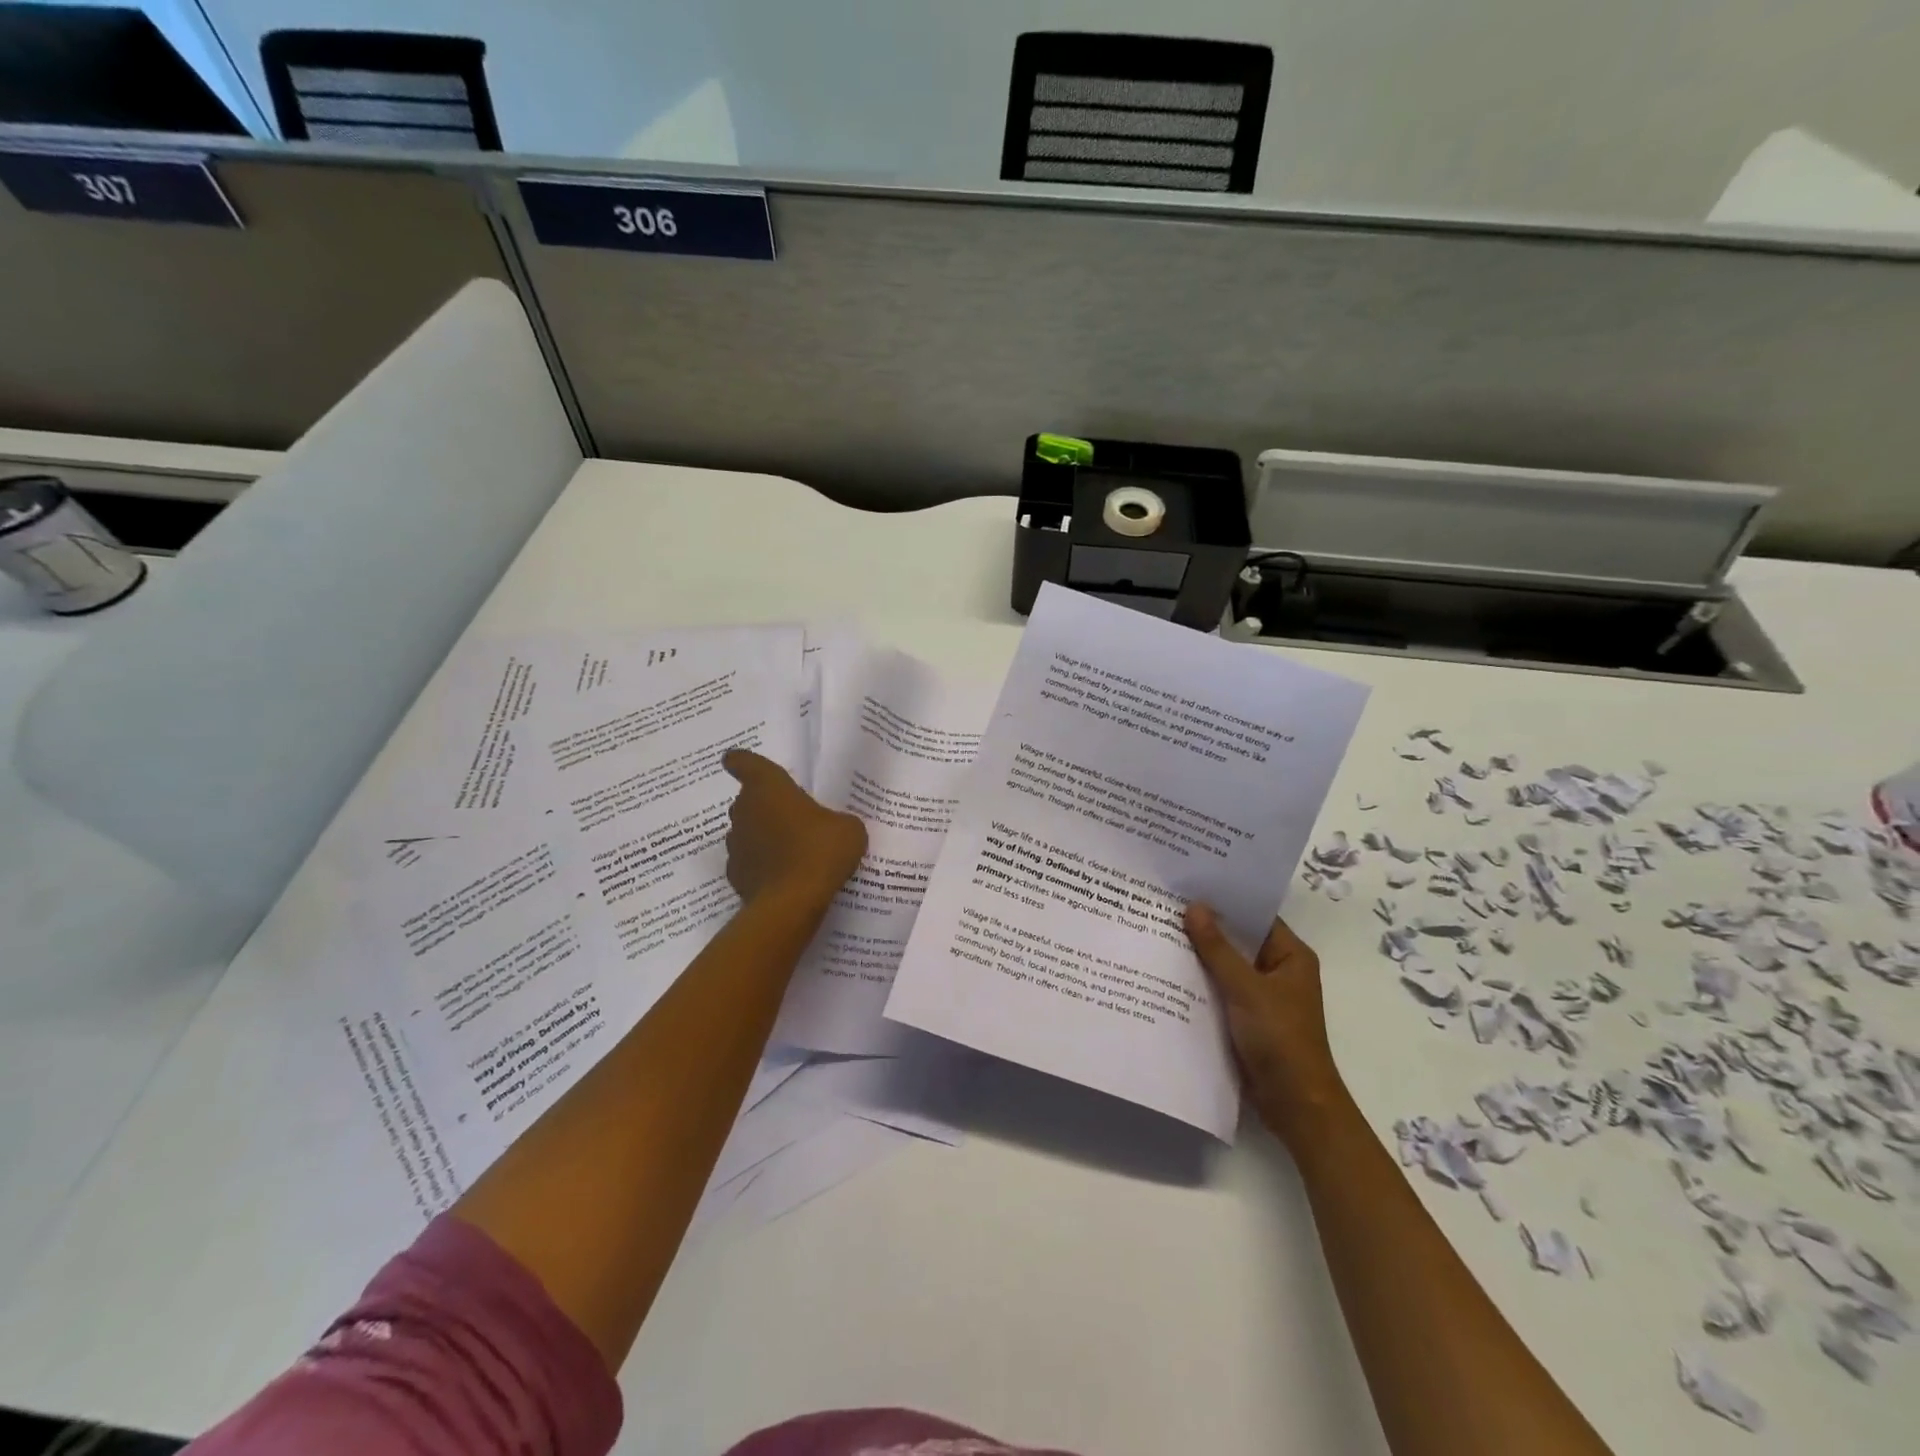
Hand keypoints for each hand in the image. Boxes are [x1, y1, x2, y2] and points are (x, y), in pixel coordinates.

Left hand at [722, 750, 866, 908]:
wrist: (792, 902)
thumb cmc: (820, 850)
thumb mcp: (849, 828)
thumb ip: (838, 820)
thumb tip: (833, 827)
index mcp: (768, 787)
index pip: (745, 763)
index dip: (741, 761)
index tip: (734, 760)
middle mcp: (744, 810)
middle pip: (748, 800)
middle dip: (765, 806)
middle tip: (792, 817)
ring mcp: (735, 845)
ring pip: (747, 832)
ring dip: (763, 837)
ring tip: (791, 851)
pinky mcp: (735, 876)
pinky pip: (749, 863)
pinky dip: (762, 866)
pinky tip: (785, 877)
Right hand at [1183, 905, 1346, 1142]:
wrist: (1294, 1104)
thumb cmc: (1279, 1038)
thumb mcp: (1245, 988)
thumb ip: (1217, 948)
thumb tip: (1194, 906)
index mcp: (1291, 956)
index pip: (1255, 915)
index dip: (1225, 899)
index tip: (1189, 883)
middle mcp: (1278, 970)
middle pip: (1238, 939)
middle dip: (1206, 926)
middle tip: (1165, 903)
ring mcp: (1262, 995)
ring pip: (1226, 965)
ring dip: (1199, 954)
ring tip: (1158, 930)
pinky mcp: (1246, 1017)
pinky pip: (1220, 989)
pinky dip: (1200, 981)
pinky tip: (1168, 971)